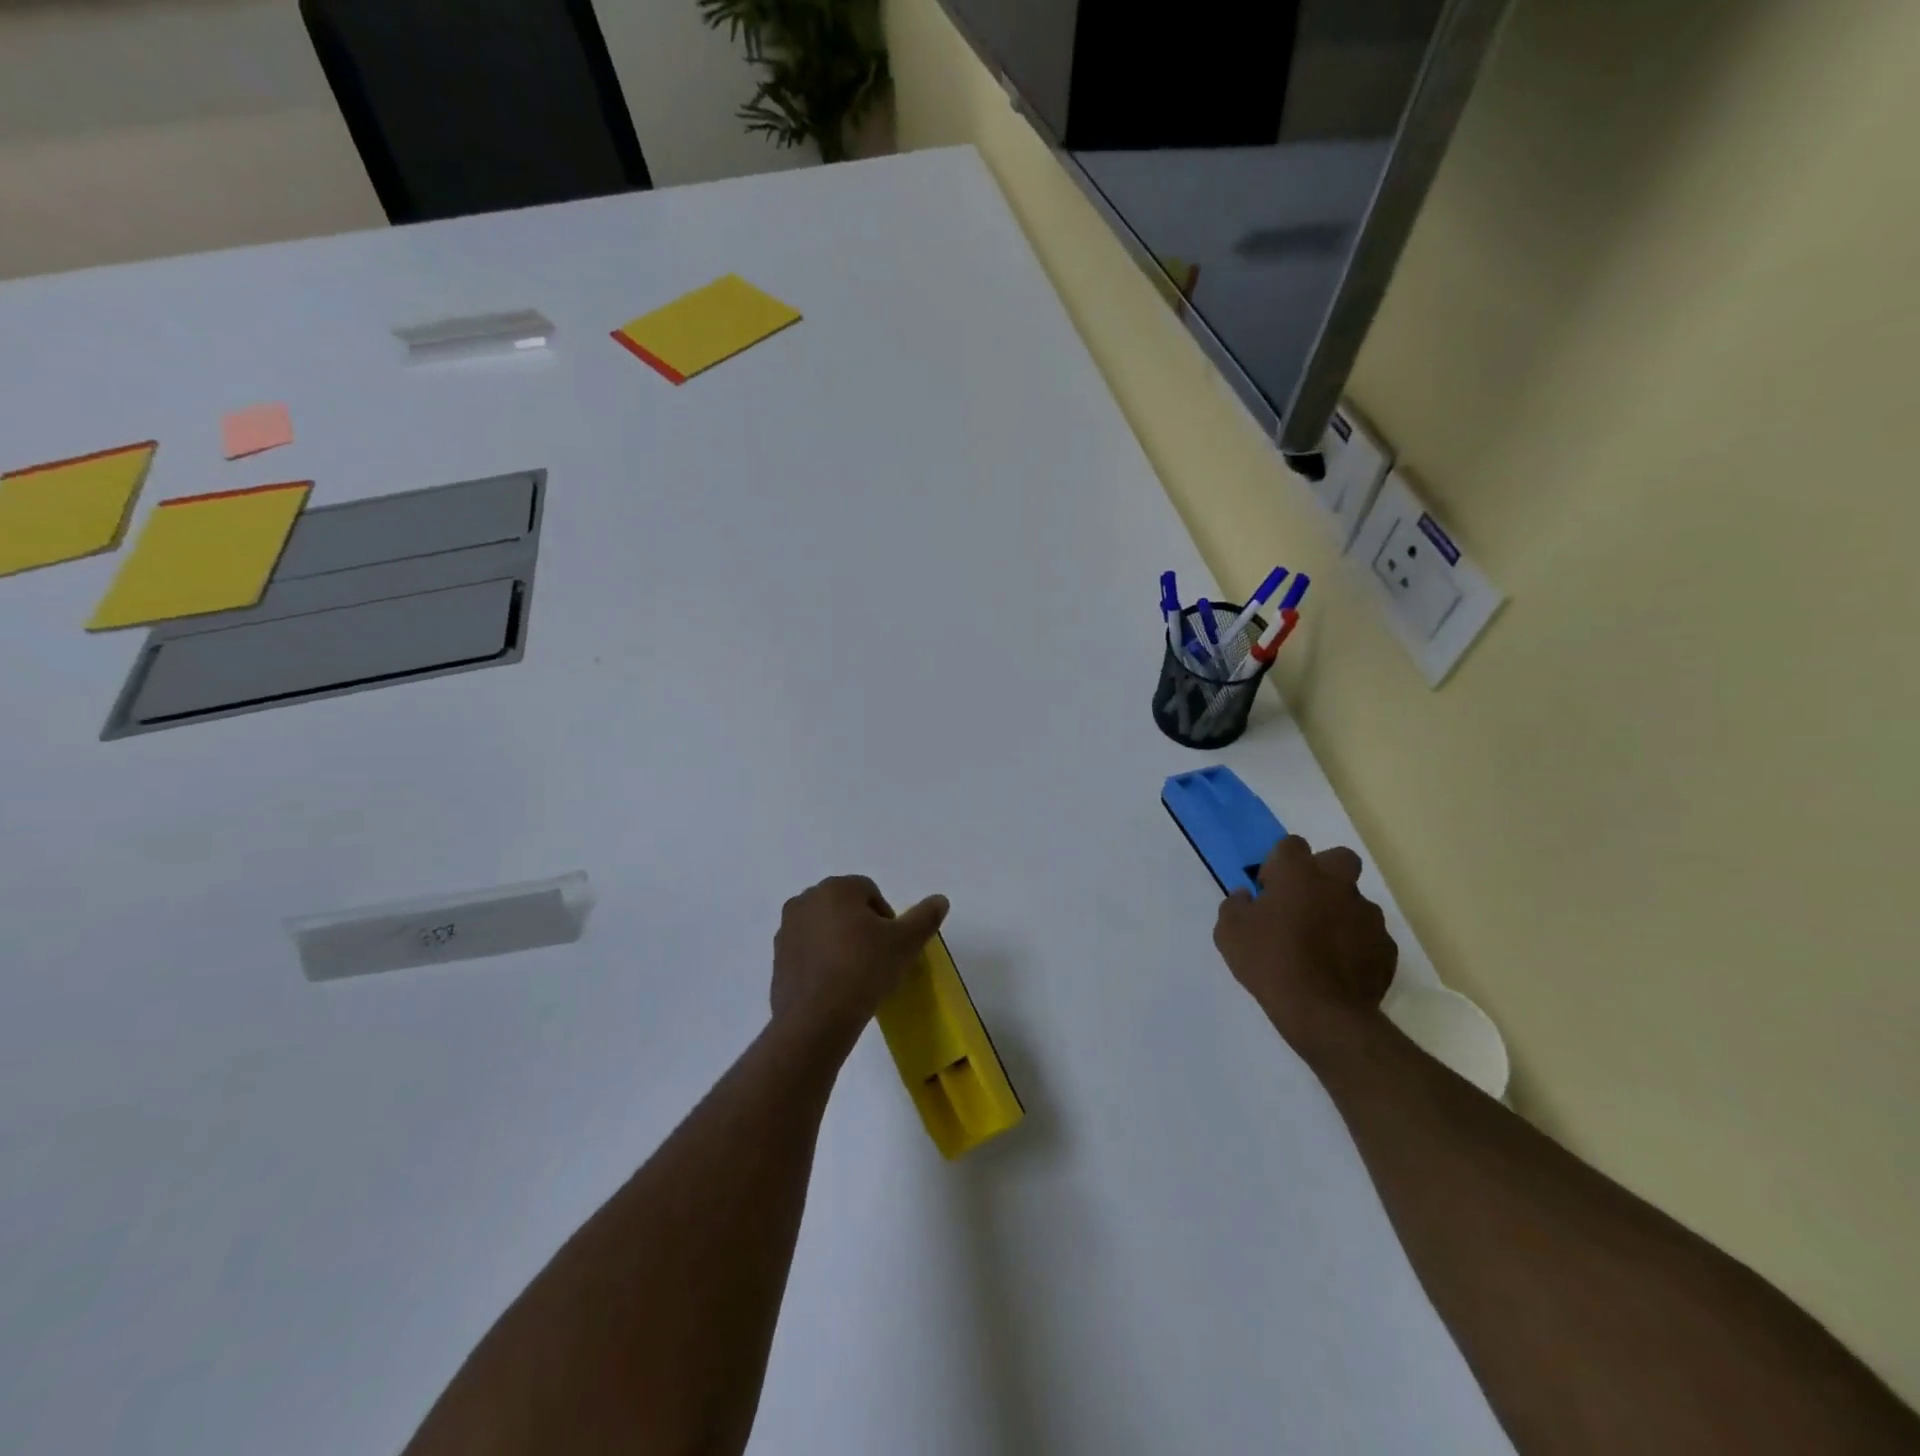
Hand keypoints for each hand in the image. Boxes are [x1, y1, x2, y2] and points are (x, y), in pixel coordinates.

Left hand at [771, 876, 949, 1048]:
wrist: (816, 1020)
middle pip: (844, 907)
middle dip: (861, 927)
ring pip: (824, 928)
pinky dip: (821, 961)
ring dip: (840, 942)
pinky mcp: (777, 958)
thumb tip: (940, 900)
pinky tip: (834, 987)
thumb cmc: (864, 970)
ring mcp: (787, 929)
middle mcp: (806, 900)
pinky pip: (807, 951)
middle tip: (877, 958)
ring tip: (855, 975)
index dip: (886, 918)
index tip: (892, 946)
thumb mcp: (906, 943)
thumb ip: (925, 917)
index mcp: (836, 888)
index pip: (869, 892)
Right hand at [1214, 836, 1396, 1055]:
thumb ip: (1234, 906)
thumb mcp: (1229, 933)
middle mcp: (1338, 885)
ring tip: (1320, 943)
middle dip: (1322, 873)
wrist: (1322, 1012)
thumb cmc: (1269, 962)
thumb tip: (1246, 897)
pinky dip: (1355, 943)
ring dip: (1338, 911)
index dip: (1277, 863)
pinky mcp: (1386, 947)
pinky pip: (1368, 935)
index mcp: (1299, 874)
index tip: (1268, 890)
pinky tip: (1338, 966)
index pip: (1290, 845)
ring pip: (1354, 899)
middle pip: (1337, 858)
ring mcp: (1368, 915)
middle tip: (1302, 902)